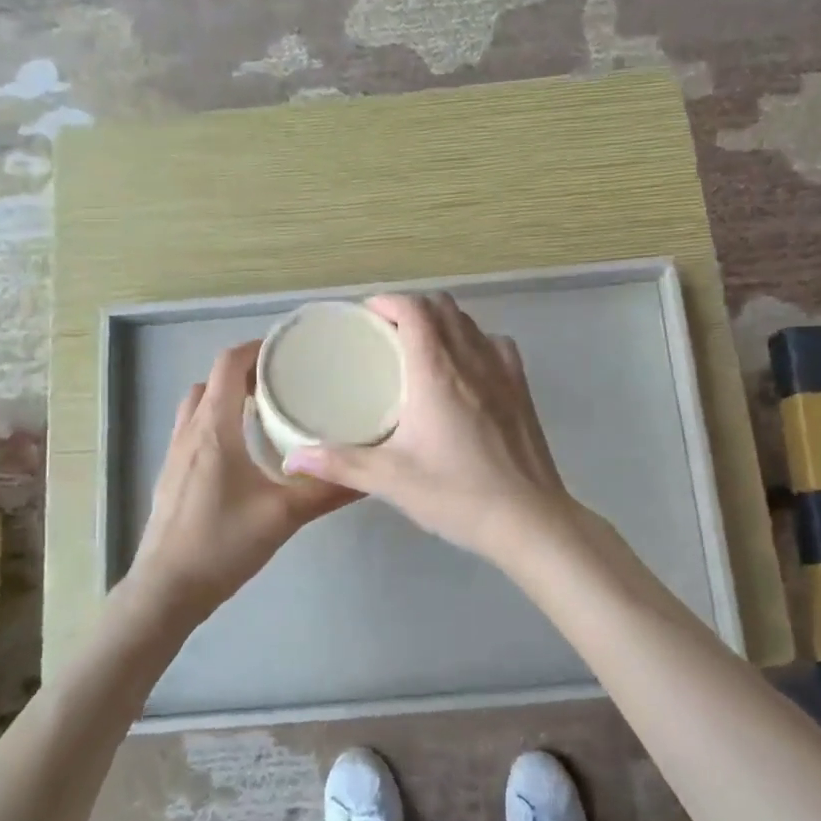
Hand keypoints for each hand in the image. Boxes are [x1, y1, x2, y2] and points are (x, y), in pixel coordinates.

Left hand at [129, 341, 359, 617]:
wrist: (167, 590)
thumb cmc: (222, 545)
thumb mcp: (283, 516)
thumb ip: (326, 491)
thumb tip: (370, 474)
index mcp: (214, 429)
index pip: (229, 365)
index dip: (257, 348)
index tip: (290, 351)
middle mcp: (190, 432)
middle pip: (214, 380)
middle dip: (247, 372)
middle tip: (286, 381)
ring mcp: (176, 454)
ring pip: (199, 405)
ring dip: (228, 396)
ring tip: (267, 410)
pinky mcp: (173, 475)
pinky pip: (194, 429)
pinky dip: (218, 421)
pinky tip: (245, 449)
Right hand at [282, 293, 577, 561]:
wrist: (528, 519)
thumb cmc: (457, 494)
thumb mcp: (392, 480)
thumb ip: (340, 464)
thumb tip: (292, 459)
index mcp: (436, 372)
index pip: (414, 310)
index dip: (388, 302)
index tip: (366, 315)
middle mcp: (472, 359)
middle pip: (442, 307)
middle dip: (412, 308)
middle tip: (385, 332)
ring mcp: (503, 371)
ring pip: (470, 323)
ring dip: (443, 321)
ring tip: (420, 346)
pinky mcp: (522, 389)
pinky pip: (495, 344)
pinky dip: (474, 341)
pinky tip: (464, 369)